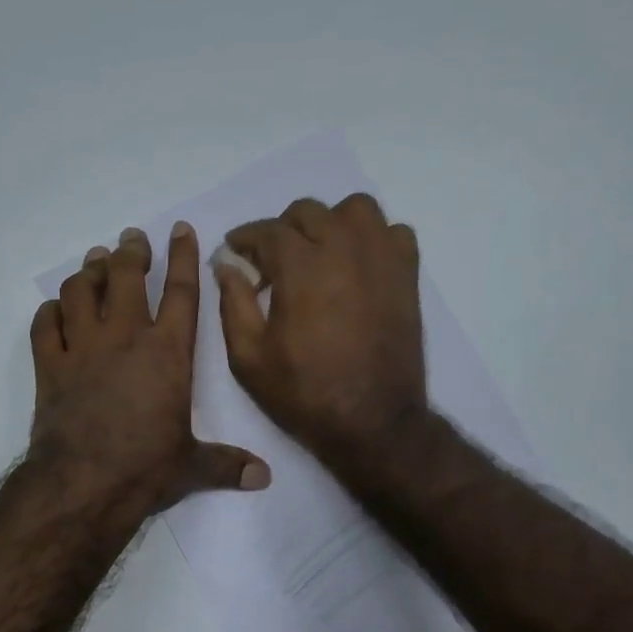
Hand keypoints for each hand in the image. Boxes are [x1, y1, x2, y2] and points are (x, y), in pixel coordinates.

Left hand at [29, 223, 270, 511]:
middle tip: (131, 239)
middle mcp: (125, 337)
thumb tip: (264, 479)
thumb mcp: (193, 466)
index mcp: (168, 352)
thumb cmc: (145, 468)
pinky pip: (45, 325)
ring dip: (88, 272)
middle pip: (125, 277)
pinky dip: (49, 311)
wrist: (84, 484)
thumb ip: (227, 464)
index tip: (179, 229)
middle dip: (130, 251)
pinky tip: (55, 308)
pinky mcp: (50, 366)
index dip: (182, 255)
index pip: (181, 291)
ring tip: (95, 262)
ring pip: (81, 291)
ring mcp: (83, 348)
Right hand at [215, 194, 427, 460]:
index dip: (244, 238)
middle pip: (308, 212)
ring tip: (320, 254)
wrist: (372, 421)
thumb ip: (233, 302)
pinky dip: (374, 239)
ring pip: (356, 210)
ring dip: (331, 223)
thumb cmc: (304, 392)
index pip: (266, 230)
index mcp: (300, 266)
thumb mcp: (248, 356)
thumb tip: (226, 264)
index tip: (235, 250)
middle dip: (282, 230)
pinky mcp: (407, 275)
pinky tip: (359, 265)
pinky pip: (394, 233)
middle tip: (272, 262)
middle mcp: (343, 249)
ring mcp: (381, 259)